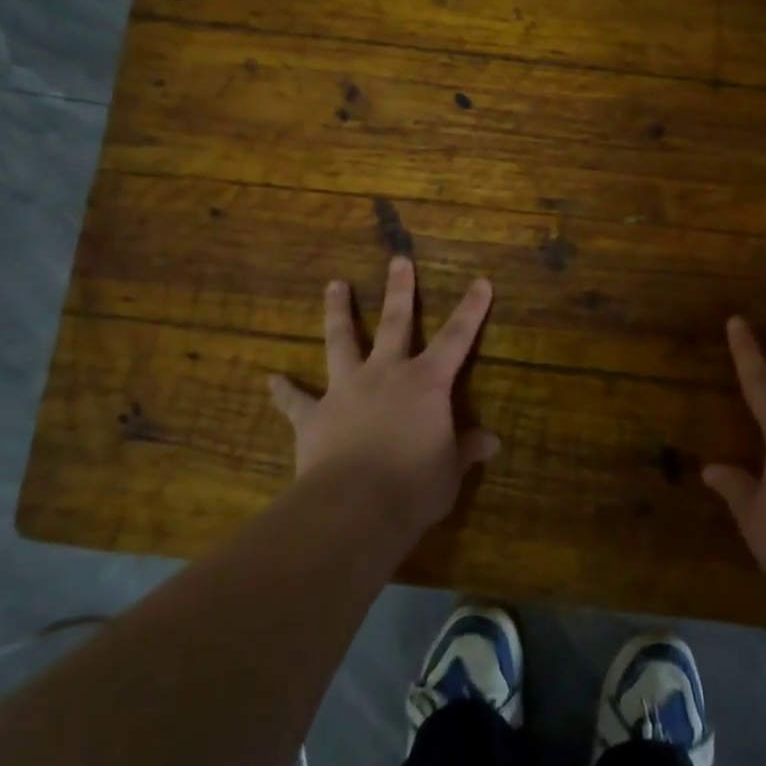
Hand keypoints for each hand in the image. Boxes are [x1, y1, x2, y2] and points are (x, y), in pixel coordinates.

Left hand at [267, 257, 498, 533]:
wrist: (354, 506)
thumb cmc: (414, 486)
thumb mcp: (450, 470)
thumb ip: (467, 450)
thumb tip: (493, 442)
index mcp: (426, 383)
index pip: (457, 339)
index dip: (472, 310)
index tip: (481, 281)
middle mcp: (386, 374)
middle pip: (395, 323)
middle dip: (399, 290)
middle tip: (398, 260)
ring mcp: (346, 389)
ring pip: (341, 341)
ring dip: (338, 312)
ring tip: (334, 285)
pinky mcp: (314, 415)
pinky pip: (296, 401)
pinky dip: (285, 391)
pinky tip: (272, 380)